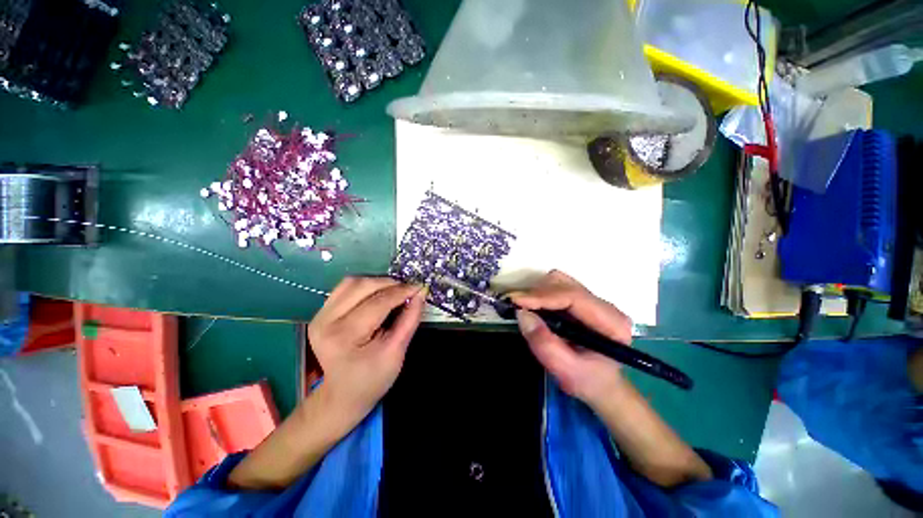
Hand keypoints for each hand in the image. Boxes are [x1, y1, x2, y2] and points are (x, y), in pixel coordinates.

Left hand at [308, 276, 425, 424]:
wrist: (343, 394)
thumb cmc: (372, 378)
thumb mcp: (397, 351)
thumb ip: (410, 319)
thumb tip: (420, 293)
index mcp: (344, 336)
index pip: (377, 303)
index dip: (401, 292)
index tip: (419, 287)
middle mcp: (325, 321)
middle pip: (362, 286)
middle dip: (390, 283)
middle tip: (408, 288)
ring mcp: (320, 315)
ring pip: (352, 282)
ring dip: (377, 282)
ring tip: (395, 290)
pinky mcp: (321, 313)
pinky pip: (345, 288)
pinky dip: (366, 286)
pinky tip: (378, 294)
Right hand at [511, 270, 632, 406]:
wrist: (600, 385)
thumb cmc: (587, 381)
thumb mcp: (564, 370)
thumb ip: (544, 343)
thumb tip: (522, 313)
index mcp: (610, 322)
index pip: (573, 297)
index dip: (543, 296)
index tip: (516, 300)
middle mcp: (604, 305)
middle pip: (565, 284)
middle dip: (537, 293)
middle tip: (515, 306)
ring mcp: (592, 301)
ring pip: (559, 281)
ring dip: (537, 292)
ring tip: (524, 308)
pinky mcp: (581, 301)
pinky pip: (557, 287)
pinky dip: (541, 294)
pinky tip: (535, 308)